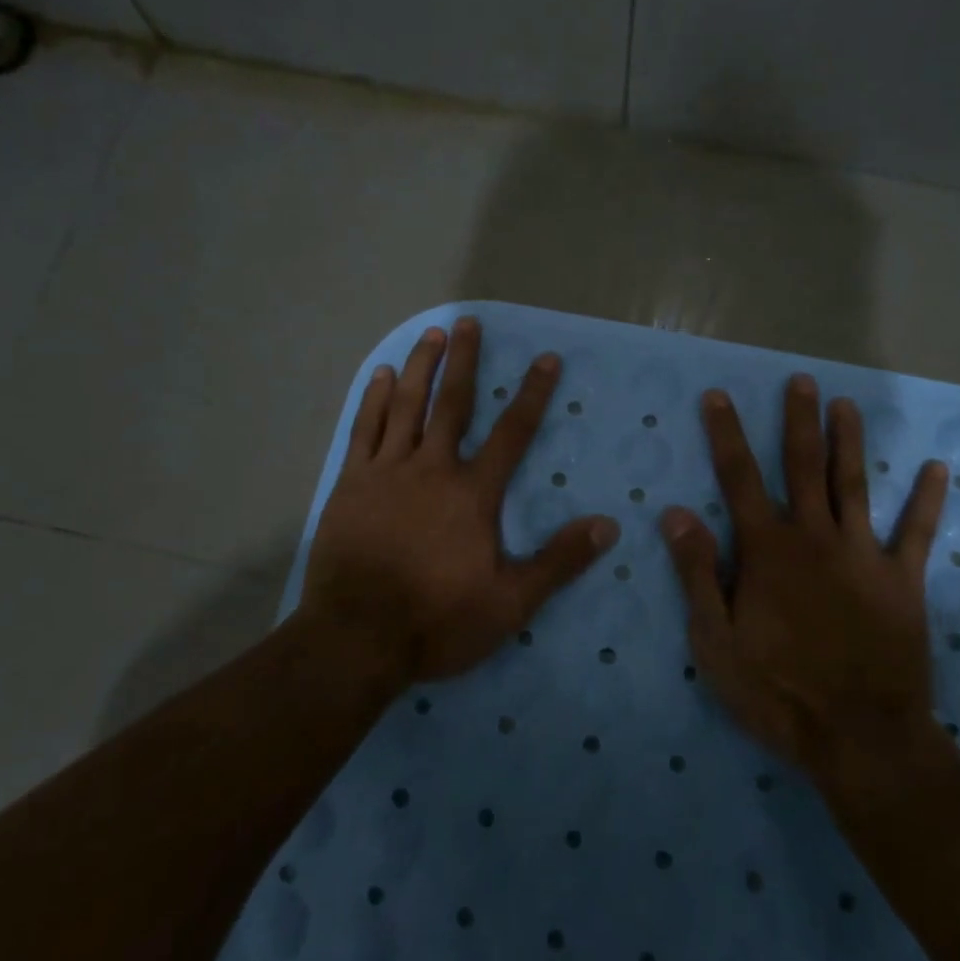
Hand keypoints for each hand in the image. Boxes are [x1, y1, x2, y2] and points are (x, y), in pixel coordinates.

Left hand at [300, 317, 619, 683]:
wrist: (356, 638)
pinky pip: (364, 429)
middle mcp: (431, 469)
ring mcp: (386, 472)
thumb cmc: (437, 621)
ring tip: (431, 335)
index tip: (546, 359)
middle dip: (465, 360)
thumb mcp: (510, 602)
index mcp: (472, 493)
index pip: (512, 433)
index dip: (532, 394)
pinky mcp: (351, 484)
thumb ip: (559, 561)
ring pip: (405, 406)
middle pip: (452, 404)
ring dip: (419, 367)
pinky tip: (378, 376)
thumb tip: (608, 525)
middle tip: (469, 321)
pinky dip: (372, 399)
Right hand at [659, 373, 950, 784]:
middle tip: (801, 381)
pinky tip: (938, 469)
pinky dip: (927, 501)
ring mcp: (863, 555)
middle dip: (799, 421)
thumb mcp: (716, 641)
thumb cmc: (777, 691)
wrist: (860, 738)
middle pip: (803, 466)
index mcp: (767, 550)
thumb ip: (697, 572)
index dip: (726, 434)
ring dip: (850, 442)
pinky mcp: (902, 581)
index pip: (739, 478)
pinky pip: (917, 533)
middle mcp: (815, 538)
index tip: (719, 396)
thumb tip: (676, 512)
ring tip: (846, 405)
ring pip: (853, 485)